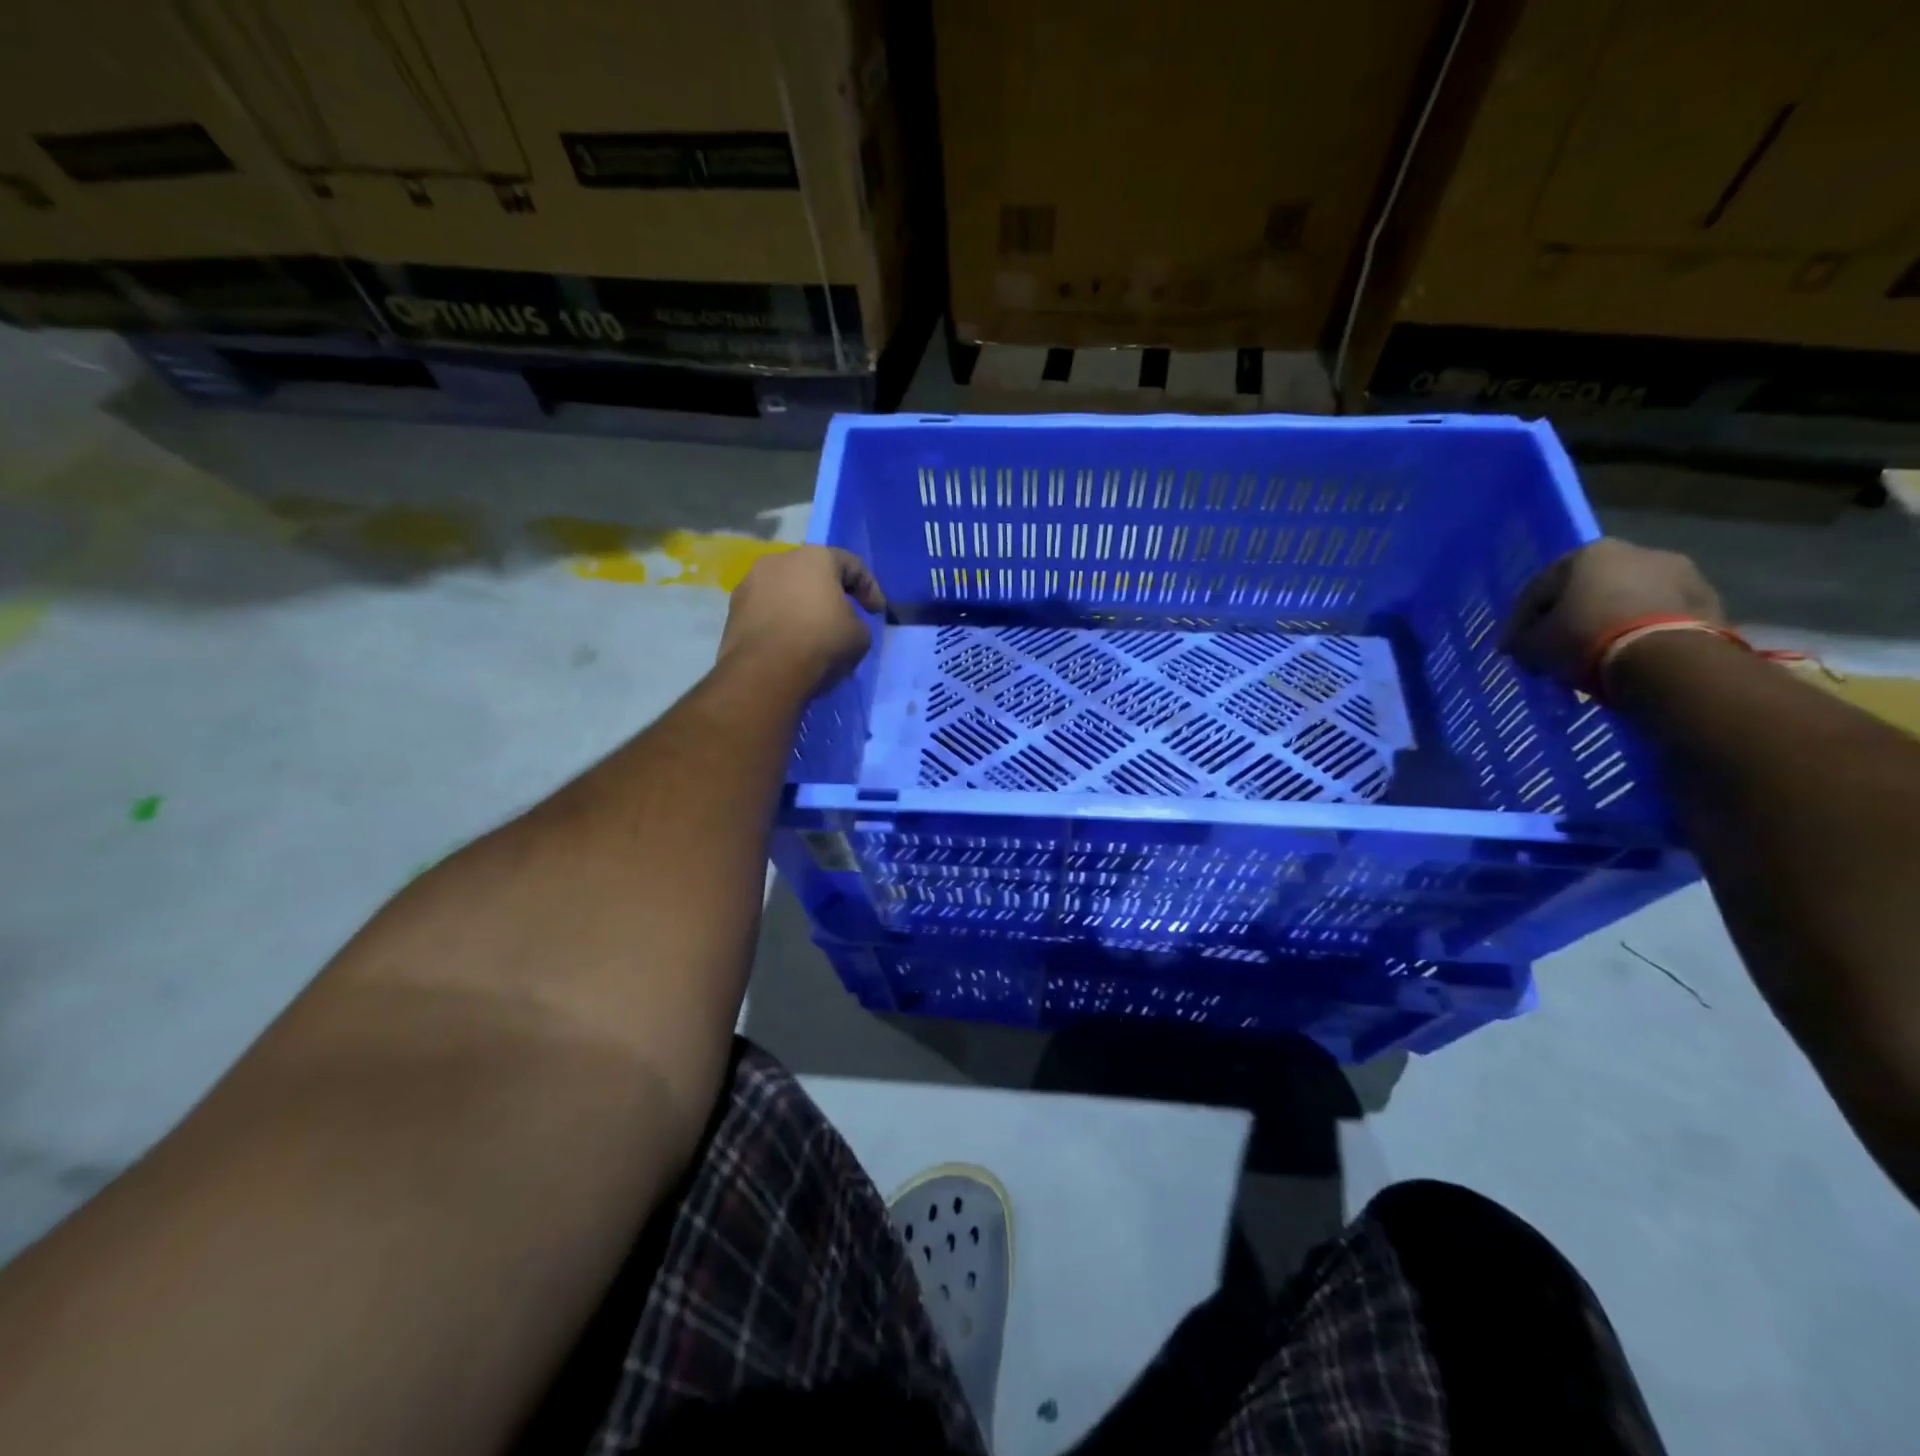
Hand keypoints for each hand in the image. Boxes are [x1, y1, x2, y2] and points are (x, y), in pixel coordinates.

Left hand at [719, 545, 885, 691]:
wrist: (764, 671)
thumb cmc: (821, 642)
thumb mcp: (859, 636)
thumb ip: (857, 621)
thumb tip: (845, 623)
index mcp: (815, 557)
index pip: (852, 564)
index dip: (870, 588)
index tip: (877, 612)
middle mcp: (779, 560)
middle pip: (813, 573)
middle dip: (830, 593)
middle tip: (842, 617)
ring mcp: (750, 583)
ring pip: (785, 590)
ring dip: (800, 606)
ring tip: (811, 633)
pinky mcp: (733, 609)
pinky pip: (766, 610)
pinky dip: (779, 621)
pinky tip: (787, 644)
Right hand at [1500, 538, 1722, 687]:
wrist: (1666, 659)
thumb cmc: (1586, 640)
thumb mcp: (1534, 646)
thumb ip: (1522, 641)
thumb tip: (1519, 645)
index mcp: (1587, 553)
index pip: (1538, 589)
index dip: (1520, 622)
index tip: (1513, 649)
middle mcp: (1636, 551)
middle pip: (1588, 589)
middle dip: (1570, 617)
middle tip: (1555, 648)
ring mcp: (1680, 573)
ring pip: (1627, 600)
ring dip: (1608, 622)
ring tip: (1594, 654)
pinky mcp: (1709, 600)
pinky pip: (1659, 616)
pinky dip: (1640, 632)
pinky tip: (1627, 656)